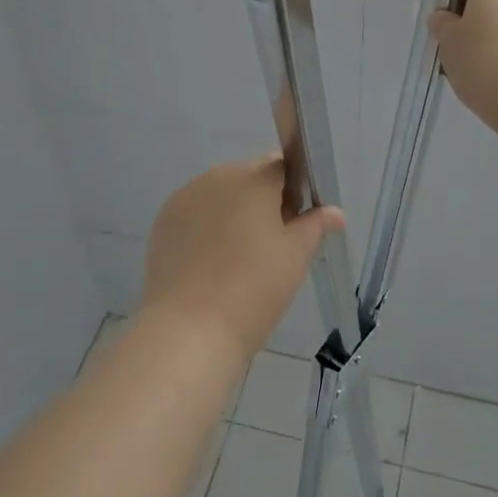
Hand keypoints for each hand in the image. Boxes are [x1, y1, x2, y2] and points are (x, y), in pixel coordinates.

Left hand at [139, 155, 344, 366]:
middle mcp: (215, 177)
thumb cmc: (254, 287)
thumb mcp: (296, 256)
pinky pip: (195, 216)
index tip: (298, 224)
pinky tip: (212, 266)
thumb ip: (315, 225)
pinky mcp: (163, 224)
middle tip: (273, 247)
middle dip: (264, 203)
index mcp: (252, 178)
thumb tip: (335, 212)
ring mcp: (184, 199)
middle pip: (249, 179)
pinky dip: (207, 231)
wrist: (189, 329)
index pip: (282, 166)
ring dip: (233, 215)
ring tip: (239, 261)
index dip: (295, 191)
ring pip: (220, 197)